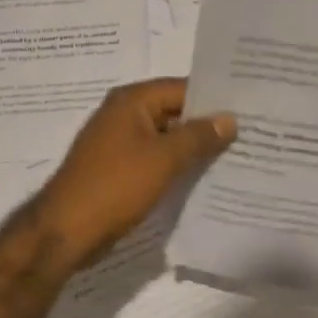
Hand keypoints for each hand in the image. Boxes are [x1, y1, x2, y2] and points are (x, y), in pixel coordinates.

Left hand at [35, 79, 235, 267]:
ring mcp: (119, 143)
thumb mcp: (164, 159)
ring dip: (193, 148)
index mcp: (131, 101)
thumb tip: (229, 119)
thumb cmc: (115, 186)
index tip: (249, 108)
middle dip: (207, 124)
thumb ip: (199, 136)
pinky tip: (204, 177)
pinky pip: (154, 159)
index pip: (182, 88)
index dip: (215, 98)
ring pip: (166, 138)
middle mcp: (123, 114)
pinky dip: (176, 165)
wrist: (66, 230)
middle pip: (174, 111)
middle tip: (250, 133)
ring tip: (235, 156)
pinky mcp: (118, 169)